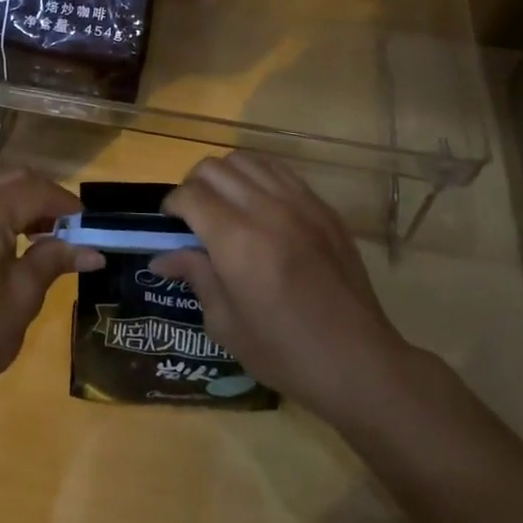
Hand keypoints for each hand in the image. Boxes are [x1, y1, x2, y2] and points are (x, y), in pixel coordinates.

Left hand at [0, 167, 101, 417]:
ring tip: (33, 231)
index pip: (34, 191)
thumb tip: (94, 251)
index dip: (64, 203)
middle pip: (7, 179)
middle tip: (64, 224)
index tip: (87, 221)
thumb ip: (54, 260)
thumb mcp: (22, 298)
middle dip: (39, 195)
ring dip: (12, 198)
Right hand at [150, 152, 414, 425]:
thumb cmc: (284, 352)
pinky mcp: (322, 207)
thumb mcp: (226, 324)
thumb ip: (195, 276)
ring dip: (226, 176)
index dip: (172, 205)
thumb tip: (163, 256)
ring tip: (225, 204)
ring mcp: (299, 203)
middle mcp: (266, 210)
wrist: (359, 362)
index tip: (170, 224)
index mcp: (237, 241)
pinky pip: (279, 171)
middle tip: (194, 215)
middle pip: (214, 168)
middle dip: (194, 185)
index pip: (190, 194)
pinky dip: (258, 177)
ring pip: (246, 160)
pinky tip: (258, 205)